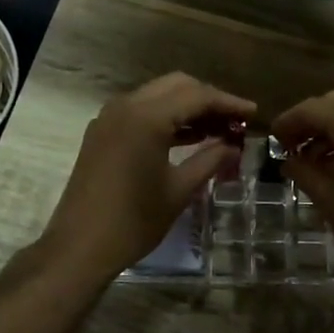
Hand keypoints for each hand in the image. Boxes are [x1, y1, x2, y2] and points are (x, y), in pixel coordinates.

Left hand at [40, 73, 255, 281]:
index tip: (254, 113)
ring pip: (157, 96)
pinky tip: (187, 137)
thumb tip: (234, 145)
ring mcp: (109, 117)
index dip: (228, 103)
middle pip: (176, 86)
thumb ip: (210, 159)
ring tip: (218, 129)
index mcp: (147, 117)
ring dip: (187, 107)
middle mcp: (126, 106)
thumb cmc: (134, 221)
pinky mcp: (101, 132)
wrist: (79, 246)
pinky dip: (165, 118)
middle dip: (208, 99)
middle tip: (234, 121)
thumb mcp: (180, 190)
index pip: (197, 95)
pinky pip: (140, 111)